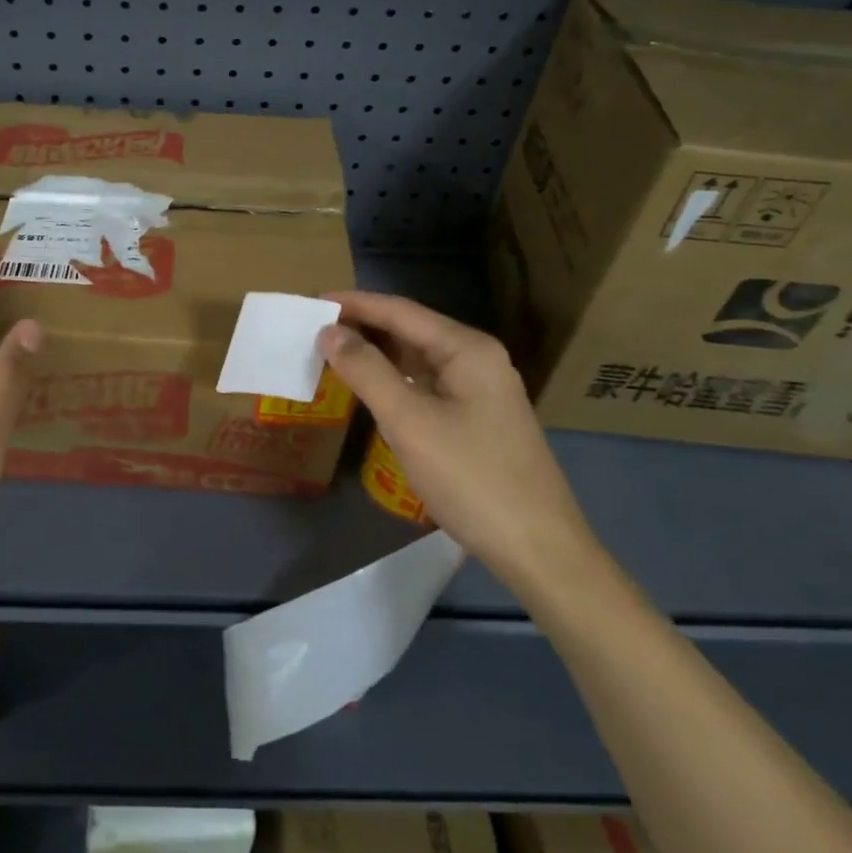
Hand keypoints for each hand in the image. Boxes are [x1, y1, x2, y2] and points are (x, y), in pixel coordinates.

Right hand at [319, 291, 601, 597]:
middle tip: (313, 329)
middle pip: (410, 330)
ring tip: (331, 352)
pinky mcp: (476, 418)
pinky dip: (393, 380)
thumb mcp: (410, 422)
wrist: (539, 550)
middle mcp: (477, 359)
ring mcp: (480, 390)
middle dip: (363, 327)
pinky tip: (369, 388)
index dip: (355, 304)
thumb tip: (329, 332)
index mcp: (467, 349)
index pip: (401, 311)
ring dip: (376, 354)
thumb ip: (367, 371)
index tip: (312, 302)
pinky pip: (426, 385)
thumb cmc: (472, 478)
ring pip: (417, 359)